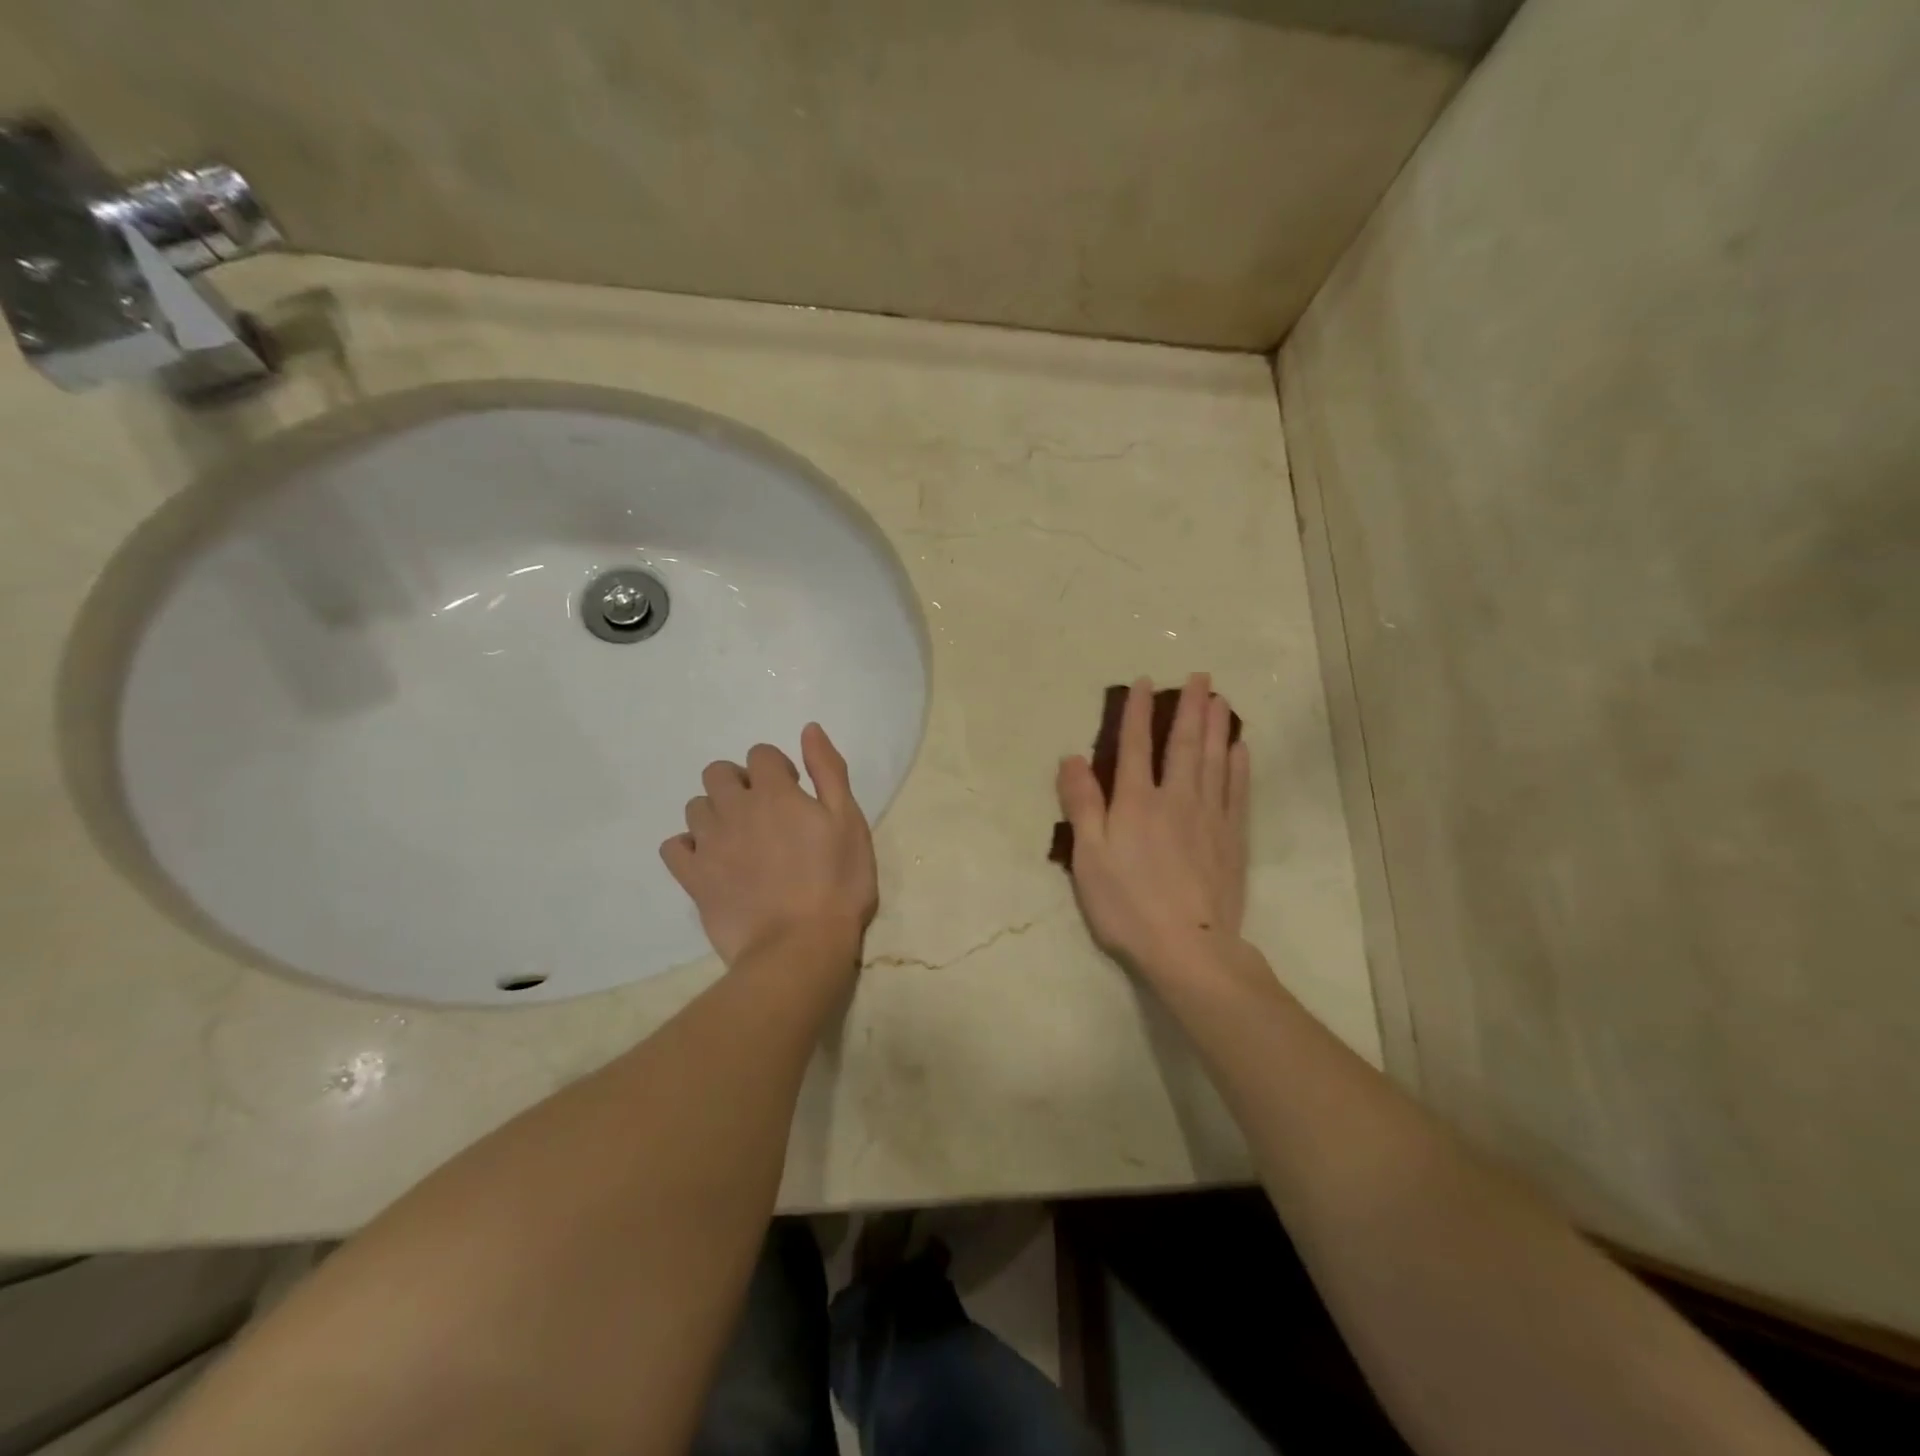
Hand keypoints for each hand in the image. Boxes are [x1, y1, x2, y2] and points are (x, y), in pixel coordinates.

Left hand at [662, 723, 877, 970]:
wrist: (800, 946)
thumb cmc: (837, 882)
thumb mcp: (849, 821)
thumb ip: (828, 771)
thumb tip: (809, 729)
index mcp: (774, 792)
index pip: (761, 754)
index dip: (777, 768)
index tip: (795, 793)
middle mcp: (735, 809)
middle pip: (718, 773)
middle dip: (739, 782)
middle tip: (764, 812)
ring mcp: (709, 844)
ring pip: (695, 807)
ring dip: (715, 812)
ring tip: (739, 839)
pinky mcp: (693, 878)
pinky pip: (673, 847)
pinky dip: (688, 847)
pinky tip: (709, 861)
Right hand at [1056, 674, 1249, 978]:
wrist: (1188, 947)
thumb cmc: (1127, 904)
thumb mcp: (1088, 856)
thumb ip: (1082, 804)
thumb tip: (1071, 758)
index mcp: (1136, 802)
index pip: (1135, 746)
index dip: (1137, 712)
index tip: (1144, 682)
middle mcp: (1176, 798)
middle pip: (1184, 743)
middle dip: (1189, 707)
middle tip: (1200, 676)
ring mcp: (1210, 816)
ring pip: (1215, 759)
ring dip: (1217, 726)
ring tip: (1221, 699)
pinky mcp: (1232, 838)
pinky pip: (1237, 791)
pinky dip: (1239, 765)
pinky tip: (1240, 748)